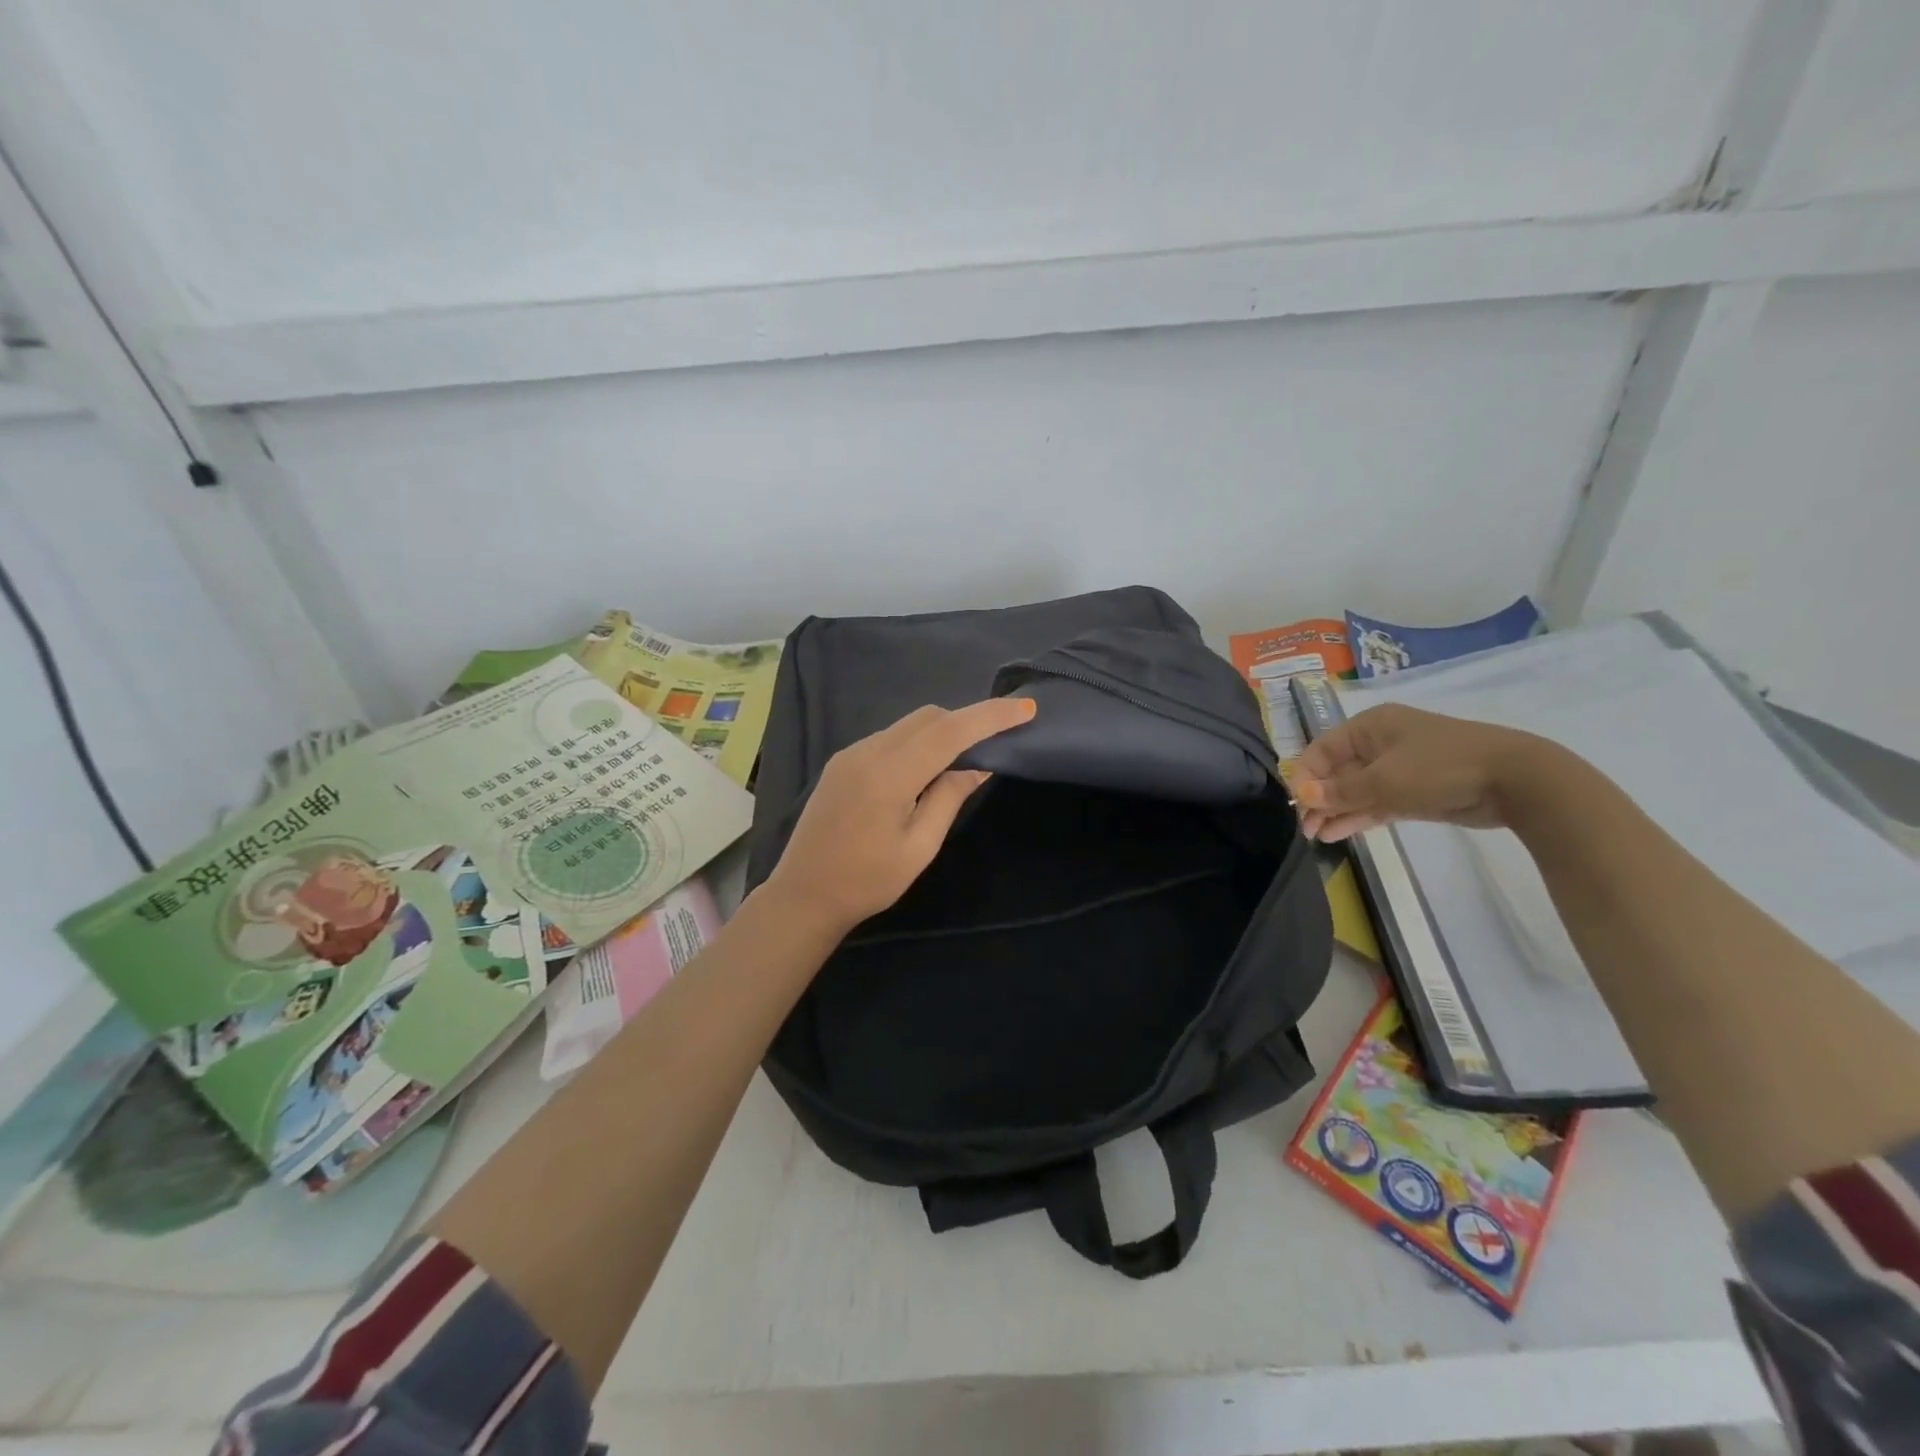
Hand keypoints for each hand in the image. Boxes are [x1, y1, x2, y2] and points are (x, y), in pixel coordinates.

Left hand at [763, 698, 1037, 934]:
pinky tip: (926, 769)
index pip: (949, 731)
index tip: (1025, 708)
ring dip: (941, 731)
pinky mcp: (842, 761)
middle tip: (997, 740)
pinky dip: (917, 742)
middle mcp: (868, 751)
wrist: (803, 895)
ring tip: (966, 757)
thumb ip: (949, 797)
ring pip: (908, 724)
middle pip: (928, 717)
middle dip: (967, 720)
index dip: (990, 716)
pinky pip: (890, 737)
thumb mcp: (919, 847)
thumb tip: (979, 765)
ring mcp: (851, 753)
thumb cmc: (867, 881)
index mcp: (889, 774)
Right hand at [1291, 703, 1548, 841]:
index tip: (1298, 804)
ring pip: (1356, 790)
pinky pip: (1376, 802)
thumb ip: (1340, 791)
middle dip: (1319, 798)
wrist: (1515, 780)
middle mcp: (1380, 742)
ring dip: (1336, 811)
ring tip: (1316, 836)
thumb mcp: (1384, 780)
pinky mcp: (1415, 790)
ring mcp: (1399, 767)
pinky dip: (1358, 816)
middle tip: (1305, 827)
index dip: (1306, 776)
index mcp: (1370, 726)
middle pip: (1337, 770)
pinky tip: (1337, 832)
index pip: (1322, 749)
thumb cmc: (1441, 768)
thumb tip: (1302, 795)